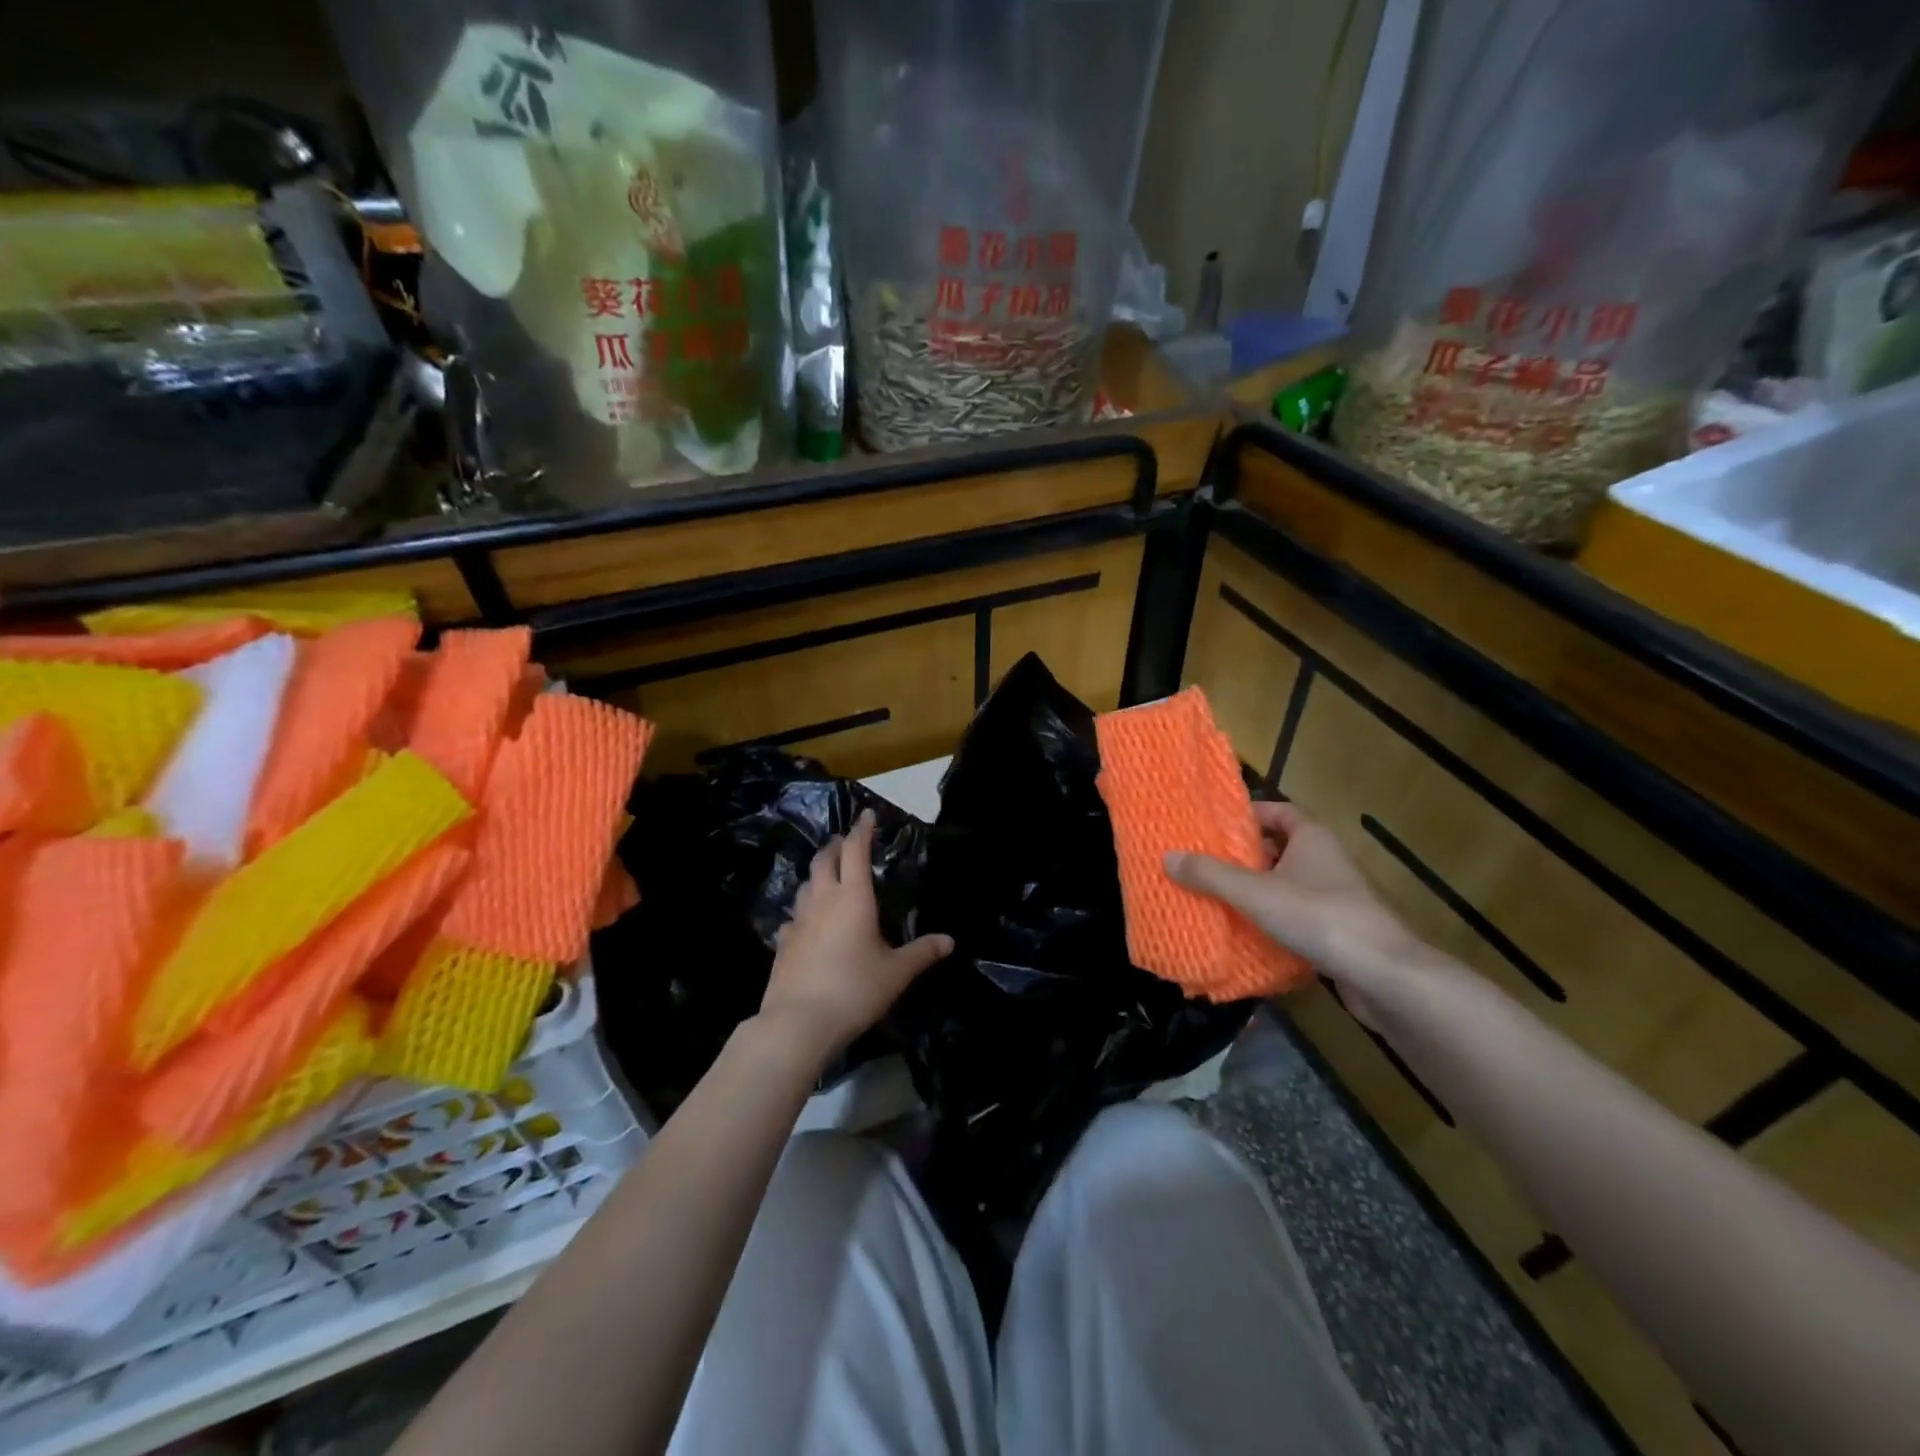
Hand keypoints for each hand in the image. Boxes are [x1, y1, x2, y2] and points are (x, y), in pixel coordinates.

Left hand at [762, 809, 952, 1065]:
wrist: (799, 1022)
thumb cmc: (855, 989)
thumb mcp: (896, 972)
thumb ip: (922, 952)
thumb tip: (949, 940)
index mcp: (853, 897)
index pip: (857, 851)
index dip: (863, 830)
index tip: (867, 814)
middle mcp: (823, 900)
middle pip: (825, 860)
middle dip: (836, 846)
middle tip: (846, 842)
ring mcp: (798, 921)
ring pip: (806, 884)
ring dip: (818, 874)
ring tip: (828, 875)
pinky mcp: (783, 943)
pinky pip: (793, 916)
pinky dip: (803, 910)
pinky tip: (806, 922)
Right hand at [1165, 802, 1422, 1021]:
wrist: (1383, 974)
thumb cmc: (1317, 916)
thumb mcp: (1254, 892)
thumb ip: (1210, 875)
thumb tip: (1167, 857)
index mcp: (1311, 836)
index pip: (1277, 811)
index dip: (1246, 815)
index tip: (1213, 827)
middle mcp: (1326, 858)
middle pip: (1279, 847)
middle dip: (1245, 855)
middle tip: (1206, 863)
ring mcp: (1336, 895)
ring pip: (1288, 882)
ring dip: (1258, 889)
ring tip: (1219, 897)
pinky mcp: (1339, 928)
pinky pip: (1298, 913)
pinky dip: (1274, 918)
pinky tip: (1248, 932)